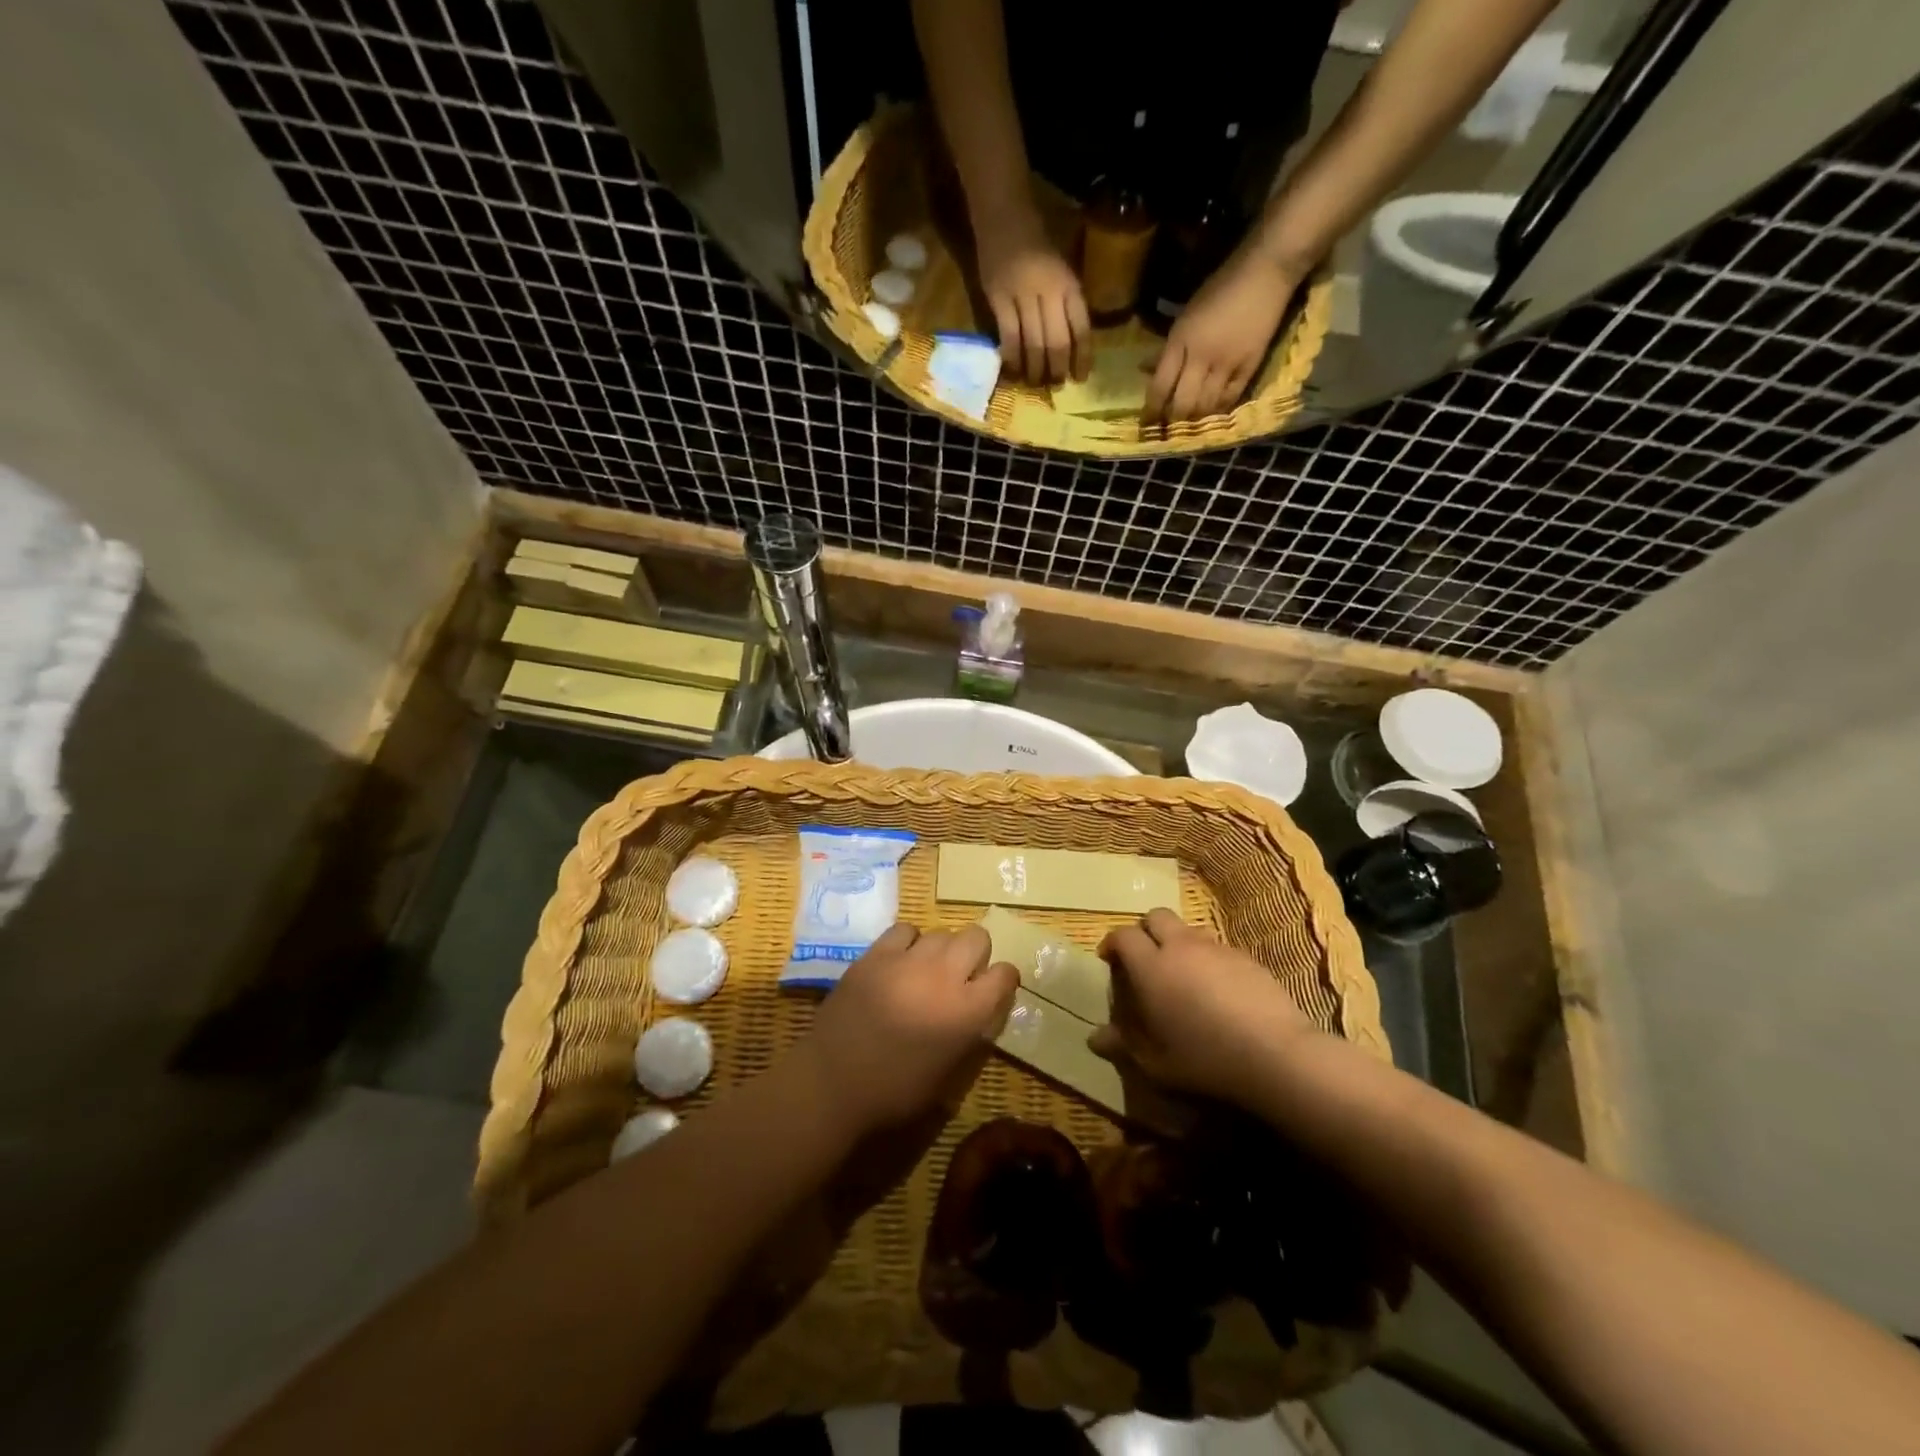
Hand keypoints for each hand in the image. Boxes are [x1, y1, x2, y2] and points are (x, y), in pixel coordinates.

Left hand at [801, 922, 1019, 1134]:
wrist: (832, 1083)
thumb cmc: (894, 1092)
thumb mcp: (948, 1074)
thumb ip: (969, 1034)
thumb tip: (978, 1012)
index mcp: (967, 1012)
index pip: (1005, 974)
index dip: (1003, 979)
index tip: (993, 988)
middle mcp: (944, 976)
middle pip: (976, 937)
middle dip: (975, 954)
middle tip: (961, 976)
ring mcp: (907, 960)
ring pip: (941, 932)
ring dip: (942, 949)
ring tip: (927, 970)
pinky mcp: (876, 954)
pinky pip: (904, 930)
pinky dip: (909, 942)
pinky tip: (900, 961)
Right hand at [973, 202, 1091, 385]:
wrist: (1004, 215)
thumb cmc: (1036, 244)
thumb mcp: (1061, 270)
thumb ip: (1065, 303)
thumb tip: (1071, 346)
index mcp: (1069, 284)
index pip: (1082, 328)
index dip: (1083, 357)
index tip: (1081, 378)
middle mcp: (1049, 291)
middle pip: (1057, 342)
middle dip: (1057, 369)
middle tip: (1055, 385)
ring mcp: (1022, 295)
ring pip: (1033, 344)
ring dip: (1034, 370)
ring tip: (1034, 383)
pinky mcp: (998, 299)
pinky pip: (1008, 337)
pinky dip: (1012, 358)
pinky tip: (1013, 370)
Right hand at [1092, 909, 1314, 1107]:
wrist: (1276, 1055)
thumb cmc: (1205, 1060)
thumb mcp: (1156, 1063)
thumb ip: (1124, 1045)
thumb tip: (1093, 1038)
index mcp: (1152, 967)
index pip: (1124, 935)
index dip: (1113, 943)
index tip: (1109, 959)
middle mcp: (1181, 947)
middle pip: (1157, 916)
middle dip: (1146, 930)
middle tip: (1145, 958)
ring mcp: (1217, 949)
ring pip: (1189, 930)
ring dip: (1179, 942)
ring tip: (1182, 973)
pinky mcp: (1247, 958)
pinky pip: (1218, 947)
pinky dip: (1209, 959)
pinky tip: (1218, 989)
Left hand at [1143, 248, 1301, 423]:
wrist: (1265, 272)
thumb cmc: (1219, 289)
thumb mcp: (1184, 316)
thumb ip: (1168, 348)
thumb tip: (1146, 371)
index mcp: (1181, 341)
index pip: (1160, 387)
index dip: (1151, 411)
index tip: (1146, 424)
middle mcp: (1201, 357)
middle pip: (1182, 404)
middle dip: (1172, 421)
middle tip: (1167, 430)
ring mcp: (1227, 364)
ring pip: (1206, 407)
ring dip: (1195, 421)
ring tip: (1188, 427)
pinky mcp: (1250, 367)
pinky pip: (1230, 399)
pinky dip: (1219, 411)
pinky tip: (1212, 416)